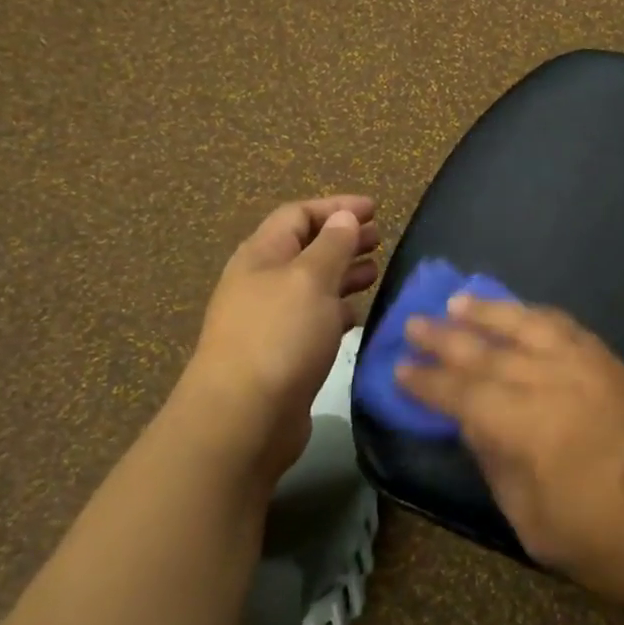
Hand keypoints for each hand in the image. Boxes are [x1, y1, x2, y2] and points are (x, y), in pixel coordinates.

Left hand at [177, 195, 380, 486]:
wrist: (243, 418)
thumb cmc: (279, 336)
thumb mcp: (310, 279)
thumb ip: (332, 245)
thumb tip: (344, 218)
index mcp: (262, 255)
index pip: (298, 214)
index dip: (336, 207)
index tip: (374, 209)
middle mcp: (262, 282)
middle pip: (305, 248)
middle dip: (343, 239)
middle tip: (380, 237)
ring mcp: (270, 320)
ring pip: (311, 284)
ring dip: (343, 273)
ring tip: (376, 271)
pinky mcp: (282, 353)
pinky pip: (313, 319)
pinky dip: (338, 309)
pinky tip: (357, 314)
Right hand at [399, 297, 623, 612]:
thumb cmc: (611, 543)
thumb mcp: (536, 525)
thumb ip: (499, 466)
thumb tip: (473, 425)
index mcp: (529, 426)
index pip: (463, 394)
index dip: (428, 381)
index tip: (398, 368)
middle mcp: (554, 382)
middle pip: (488, 352)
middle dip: (446, 338)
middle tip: (412, 323)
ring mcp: (587, 366)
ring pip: (526, 326)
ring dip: (488, 311)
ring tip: (457, 300)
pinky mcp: (612, 363)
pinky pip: (565, 327)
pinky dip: (536, 315)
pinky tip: (522, 313)